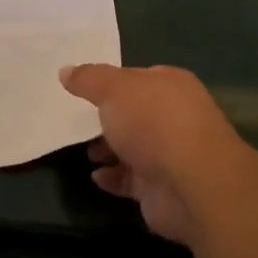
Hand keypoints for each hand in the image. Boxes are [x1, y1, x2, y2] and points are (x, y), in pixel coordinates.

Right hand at [59, 63, 254, 246]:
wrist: (191, 183)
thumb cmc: (154, 123)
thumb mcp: (114, 89)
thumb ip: (89, 79)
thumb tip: (65, 71)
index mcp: (171, 86)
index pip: (138, 77)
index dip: (112, 82)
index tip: (84, 89)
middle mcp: (174, 117)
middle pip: (134, 114)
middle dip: (108, 119)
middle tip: (77, 122)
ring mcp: (169, 154)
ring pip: (132, 147)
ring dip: (108, 149)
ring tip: (84, 152)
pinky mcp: (161, 187)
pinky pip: (130, 179)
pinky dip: (113, 177)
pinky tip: (96, 176)